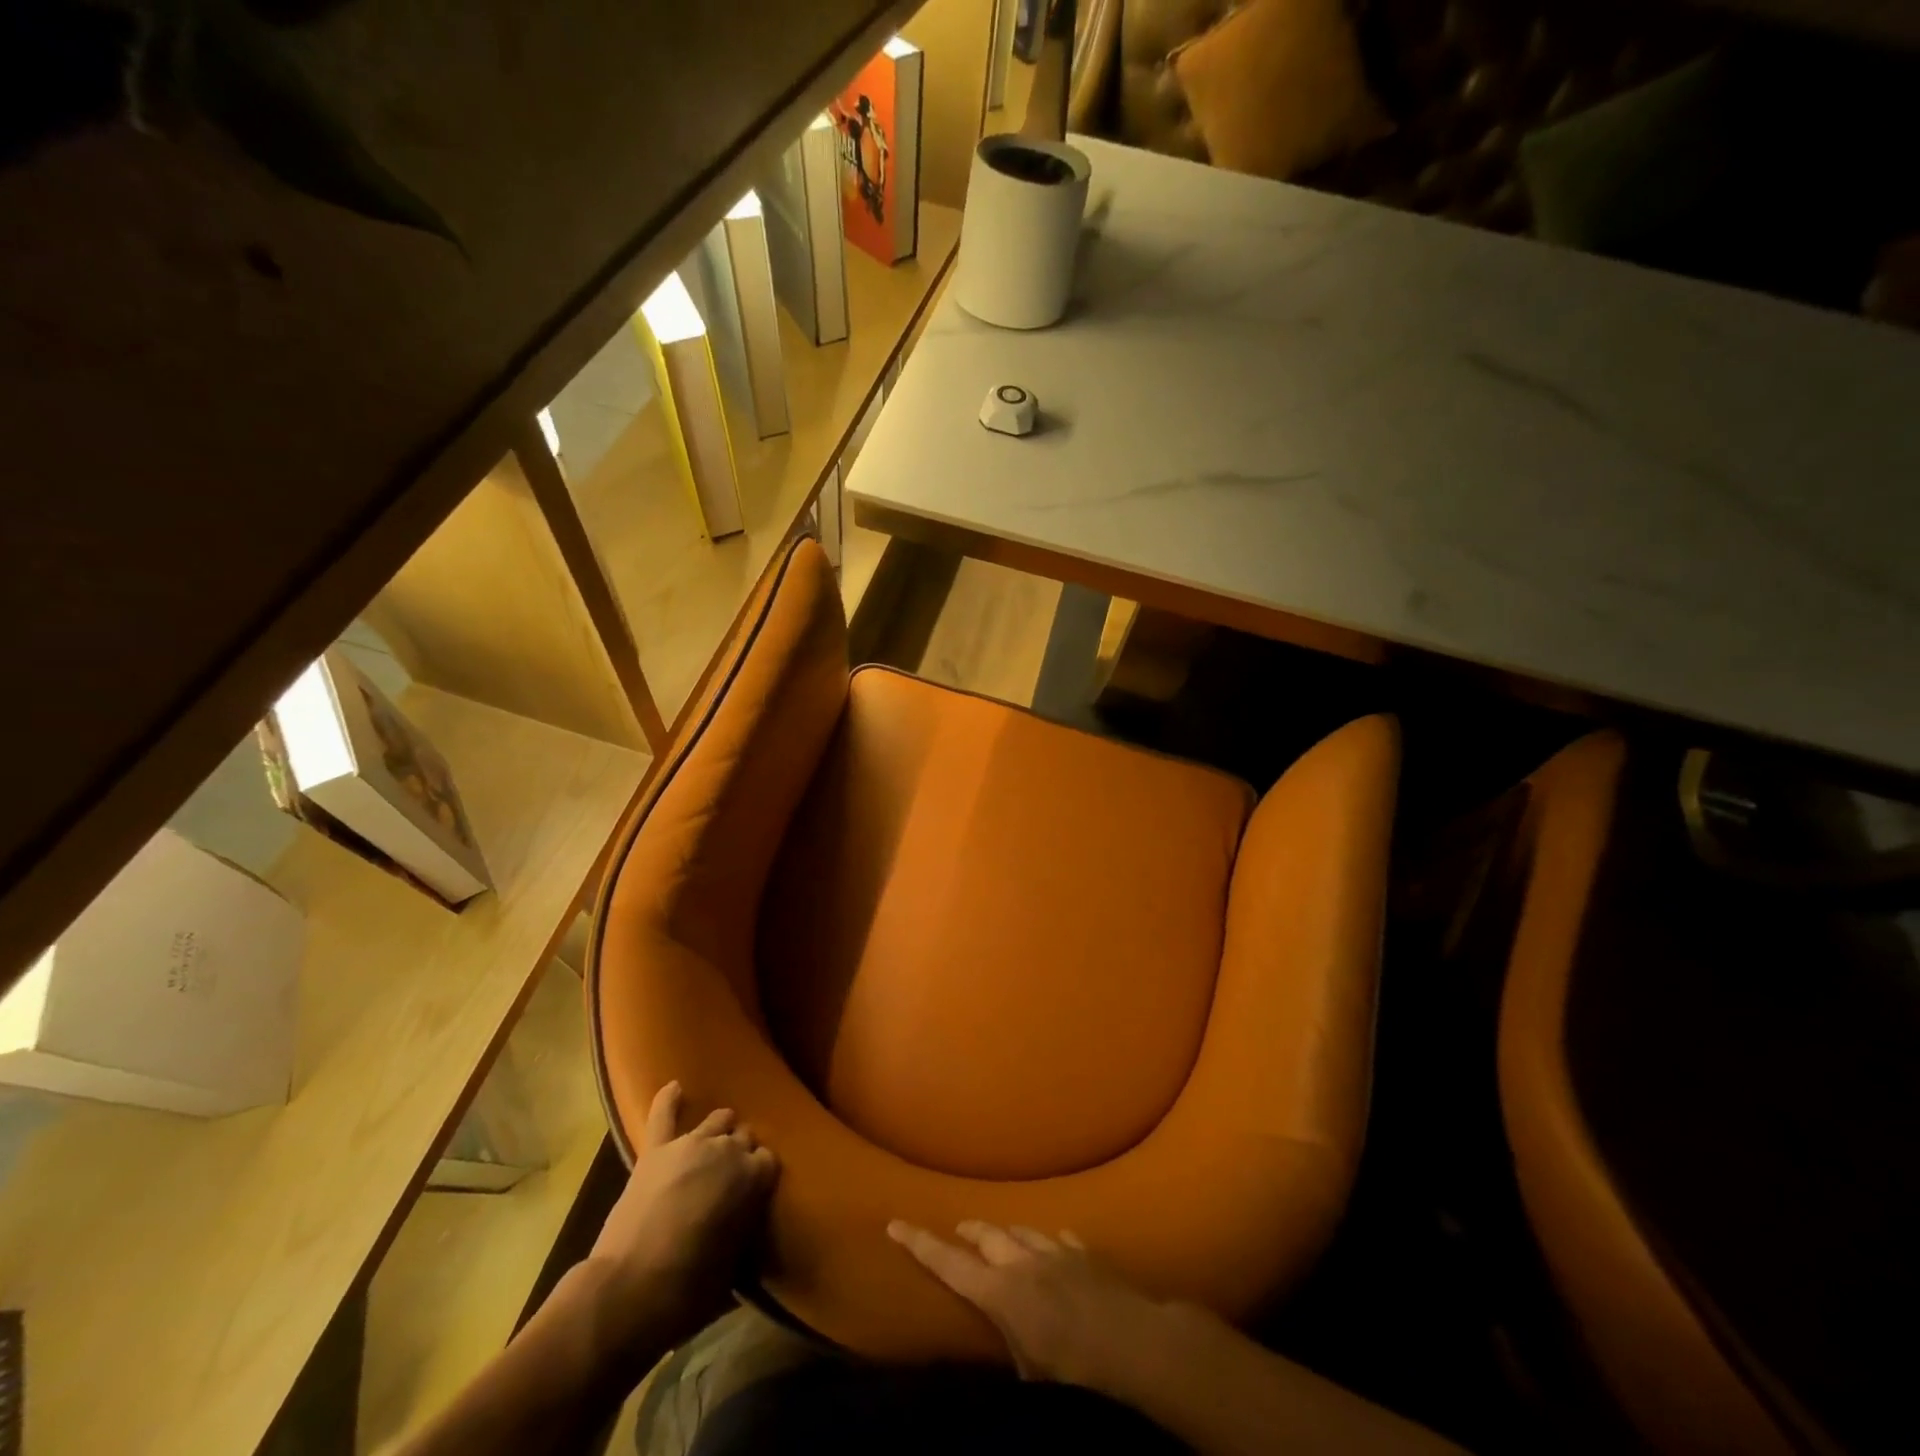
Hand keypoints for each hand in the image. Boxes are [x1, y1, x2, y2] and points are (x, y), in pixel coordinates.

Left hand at [586, 1081, 778, 1348]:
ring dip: (719, 1131)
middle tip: (731, 1179)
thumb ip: (744, 1229)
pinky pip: (663, 1115)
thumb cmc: (689, 1289)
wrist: (628, 1291)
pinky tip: (674, 1086)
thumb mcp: (734, 1266)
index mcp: (752, 1176)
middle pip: (744, 1137)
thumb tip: (744, 1223)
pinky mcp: (656, 1151)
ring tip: (714, 1145)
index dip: (760, 1177)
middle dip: (741, 1153)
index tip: (753, 1194)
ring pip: (716, 1121)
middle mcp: (726, 1150)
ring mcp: (689, 1145)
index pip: (768, 1161)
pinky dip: (668, 1100)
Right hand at [887, 1219, 1173, 1389]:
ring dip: (1006, 1233)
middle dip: (968, 1232)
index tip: (895, 1222)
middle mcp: (1022, 1262)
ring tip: (999, 1236)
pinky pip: (1060, 1238)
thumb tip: (1007, 1345)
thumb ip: (1012, 1349)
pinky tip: (1053, 1244)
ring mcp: (1055, 1251)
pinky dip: (1050, 1242)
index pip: (949, 1264)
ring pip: (1021, 1230)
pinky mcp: (1085, 1251)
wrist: (1134, 1343)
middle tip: (957, 1231)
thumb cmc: (1075, 1372)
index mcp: (1000, 1293)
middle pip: (985, 1236)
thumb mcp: (1032, 1376)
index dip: (920, 1244)